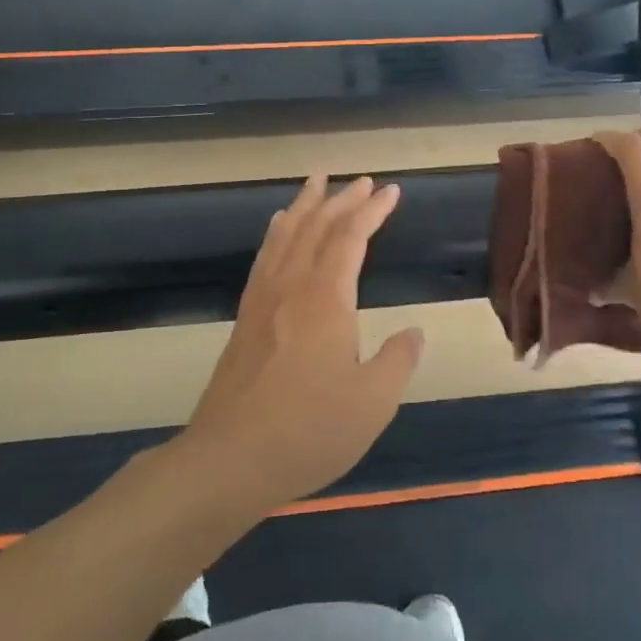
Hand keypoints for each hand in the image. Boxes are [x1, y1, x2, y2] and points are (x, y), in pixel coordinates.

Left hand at [178, 175, 423, 516]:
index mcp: (326, 299)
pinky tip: (279, 229)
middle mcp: (291, 287)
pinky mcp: (245, 318)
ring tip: (316, 182)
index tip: (391, 191)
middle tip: (362, 180)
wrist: (228, 460)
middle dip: (342, 200)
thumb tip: (412, 333)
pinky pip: (265, 257)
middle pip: (316, 227)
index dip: (372, 211)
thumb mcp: (372, 403)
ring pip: (286, 235)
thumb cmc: (308, 431)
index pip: (351, 238)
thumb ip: (397, 361)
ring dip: (305, 205)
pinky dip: (277, 233)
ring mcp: (263, 300)